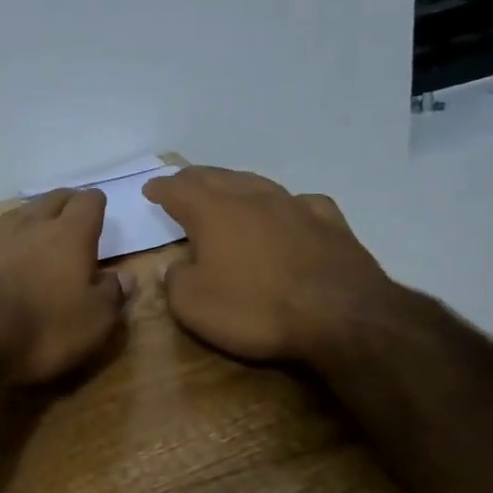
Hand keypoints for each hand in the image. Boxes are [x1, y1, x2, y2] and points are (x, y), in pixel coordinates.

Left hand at [0, 188, 133, 383]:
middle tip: (69, 215)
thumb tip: (125, 277)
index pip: (89, 203)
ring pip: (13, 214)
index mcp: (69, 237)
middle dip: (63, 204)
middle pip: (51, 200)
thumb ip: (111, 297)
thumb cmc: (38, 330)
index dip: (95, 204)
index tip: (98, 209)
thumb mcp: (91, 325)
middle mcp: (29, 224)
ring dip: (25, 221)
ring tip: (29, 233)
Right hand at [142, 166, 393, 364]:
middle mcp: (252, 198)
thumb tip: (177, 268)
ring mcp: (295, 206)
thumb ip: (176, 281)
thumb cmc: (256, 309)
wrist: (342, 316)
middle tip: (182, 183)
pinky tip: (289, 212)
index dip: (161, 189)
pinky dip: (286, 204)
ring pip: (257, 183)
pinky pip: (301, 203)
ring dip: (236, 184)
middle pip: (216, 177)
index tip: (151, 189)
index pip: (179, 190)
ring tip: (227, 190)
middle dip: (194, 179)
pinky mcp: (330, 222)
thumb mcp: (194, 306)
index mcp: (214, 212)